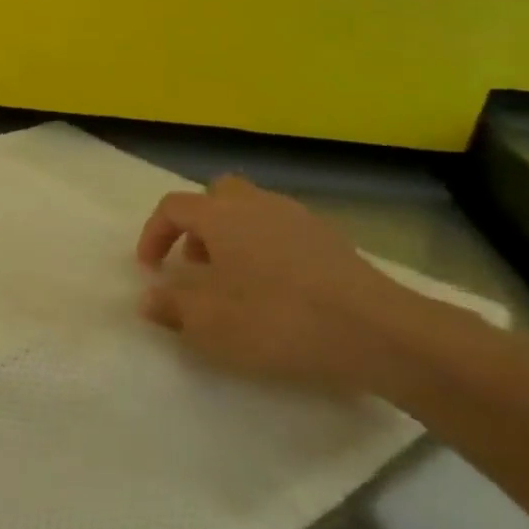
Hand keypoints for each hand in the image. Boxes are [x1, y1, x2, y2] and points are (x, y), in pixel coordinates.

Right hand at [136, 176, 424, 393]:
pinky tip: (278, 290)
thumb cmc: (278, 320)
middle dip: (199, 225)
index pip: (173, 207)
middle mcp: (257, 205)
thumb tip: (149, 298)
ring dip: (234, 237)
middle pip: (218, 195)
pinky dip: (269, 251)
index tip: (151, 270)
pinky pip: (285, 233)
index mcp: (221, 216)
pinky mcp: (333, 243)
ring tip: (235, 280)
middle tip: (196, 263)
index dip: (153, 234)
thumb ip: (171, 307)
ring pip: (254, 211)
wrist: (379, 333)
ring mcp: (300, 220)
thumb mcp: (209, 324)